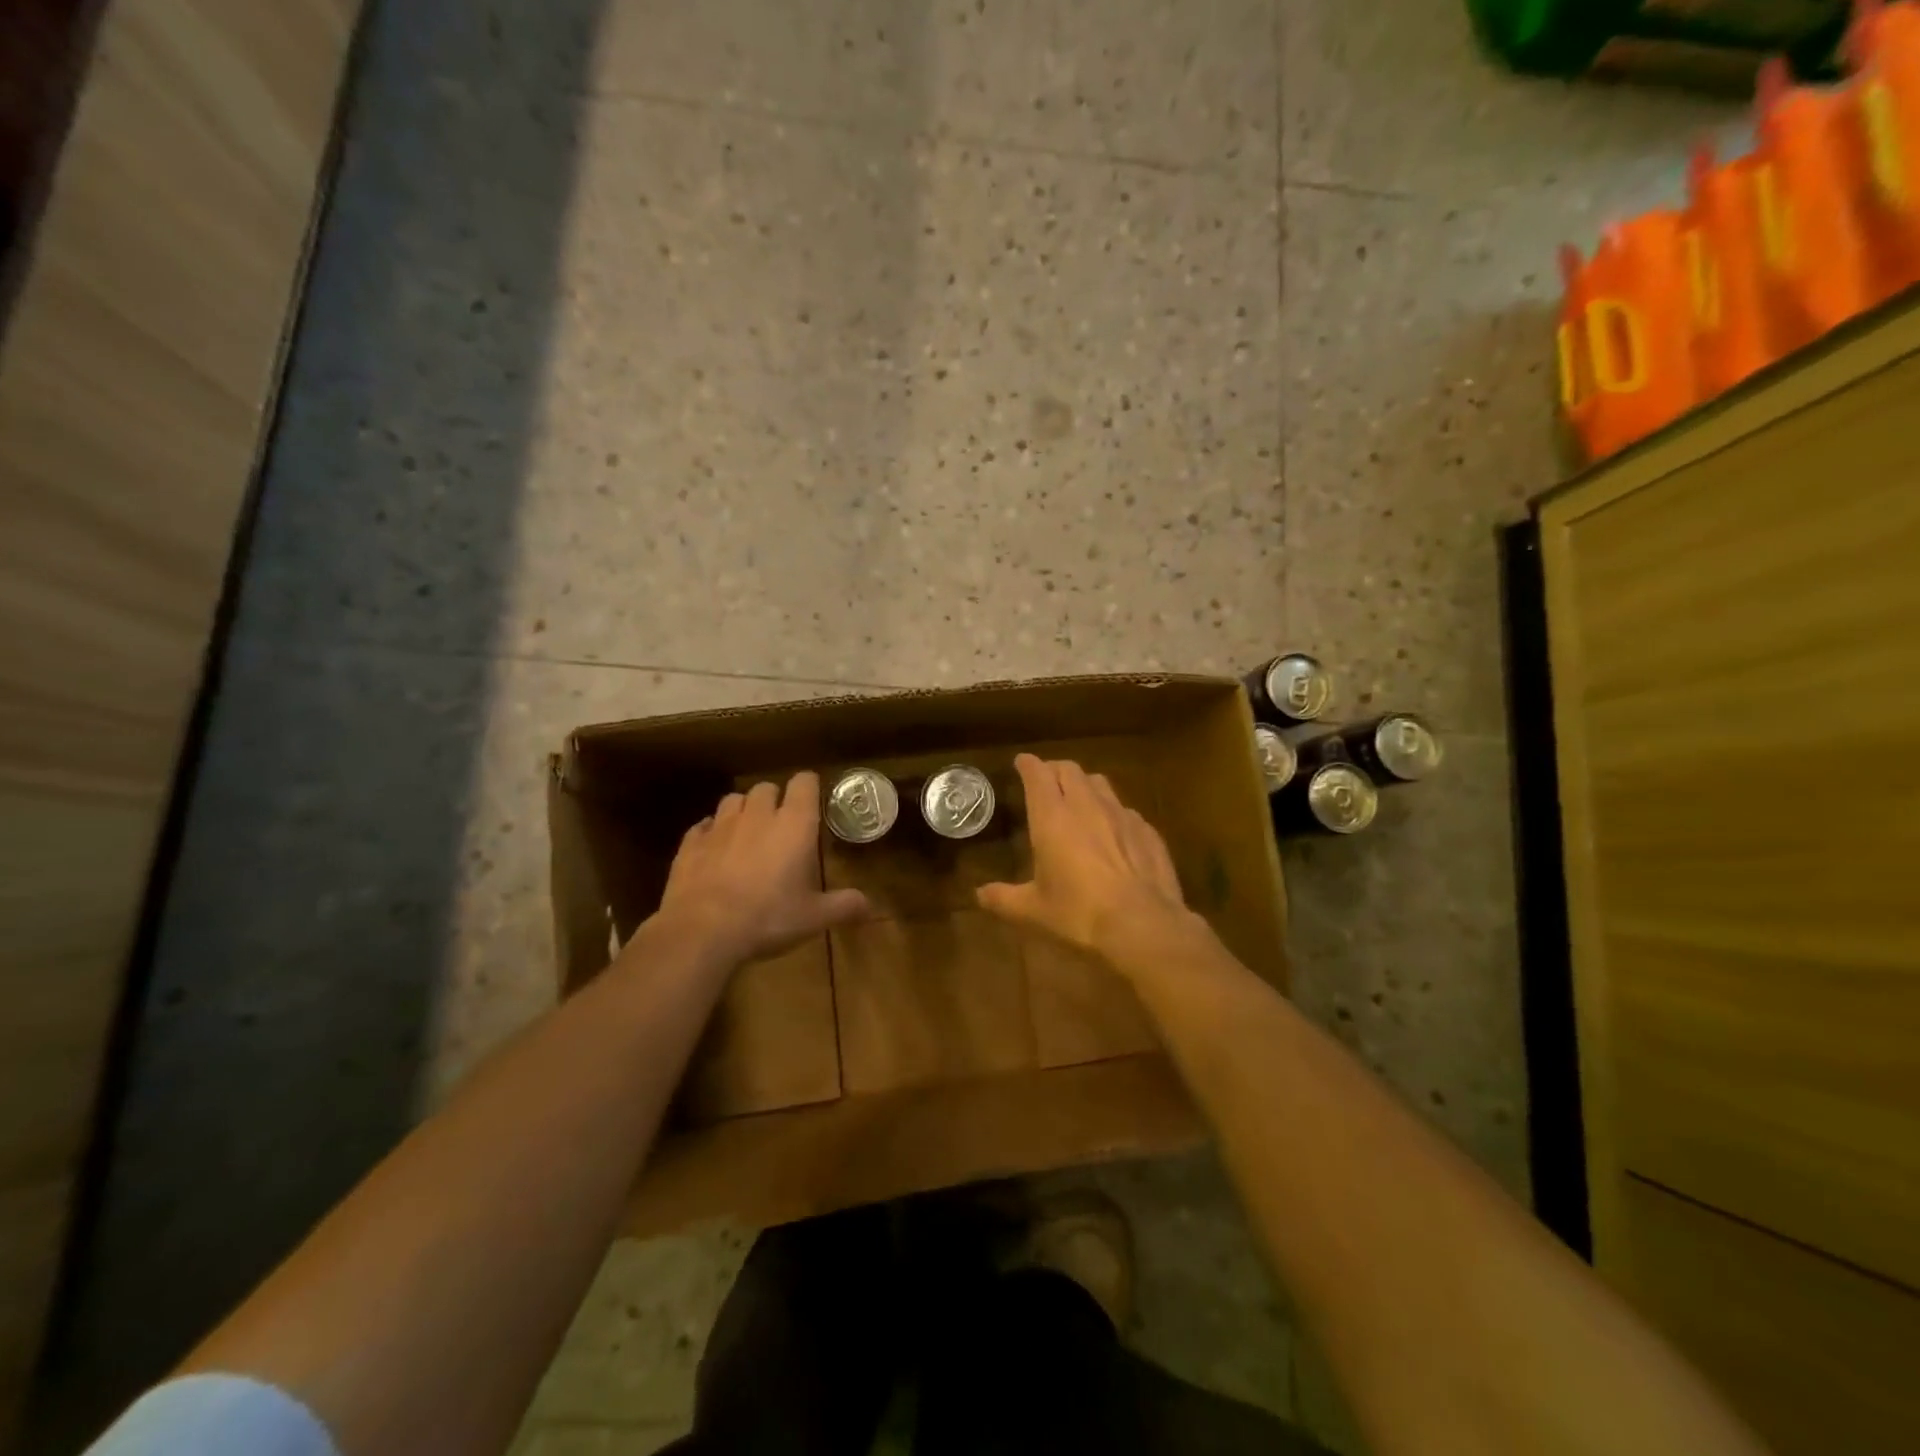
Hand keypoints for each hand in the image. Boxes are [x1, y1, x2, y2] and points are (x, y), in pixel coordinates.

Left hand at [654, 772, 869, 966]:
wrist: (702, 931)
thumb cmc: (768, 918)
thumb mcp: (814, 917)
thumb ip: (844, 905)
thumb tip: (870, 905)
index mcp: (793, 824)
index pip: (804, 782)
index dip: (809, 787)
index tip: (813, 801)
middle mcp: (757, 815)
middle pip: (766, 787)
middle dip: (775, 800)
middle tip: (781, 825)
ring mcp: (720, 826)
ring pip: (733, 800)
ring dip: (743, 810)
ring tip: (747, 833)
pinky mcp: (691, 843)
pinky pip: (703, 826)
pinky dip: (711, 833)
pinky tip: (715, 851)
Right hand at [976, 754, 1194, 965]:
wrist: (1143, 924)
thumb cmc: (1078, 913)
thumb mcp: (1033, 910)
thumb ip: (1004, 898)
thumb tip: (979, 895)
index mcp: (1052, 817)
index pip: (1038, 774)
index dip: (1028, 765)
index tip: (1022, 762)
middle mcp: (1086, 805)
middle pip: (1069, 770)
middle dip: (1055, 769)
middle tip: (1046, 779)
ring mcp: (1121, 814)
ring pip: (1100, 783)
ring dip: (1085, 785)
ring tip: (1079, 798)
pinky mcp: (1147, 830)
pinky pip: (1125, 810)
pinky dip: (1113, 812)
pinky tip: (1113, 832)